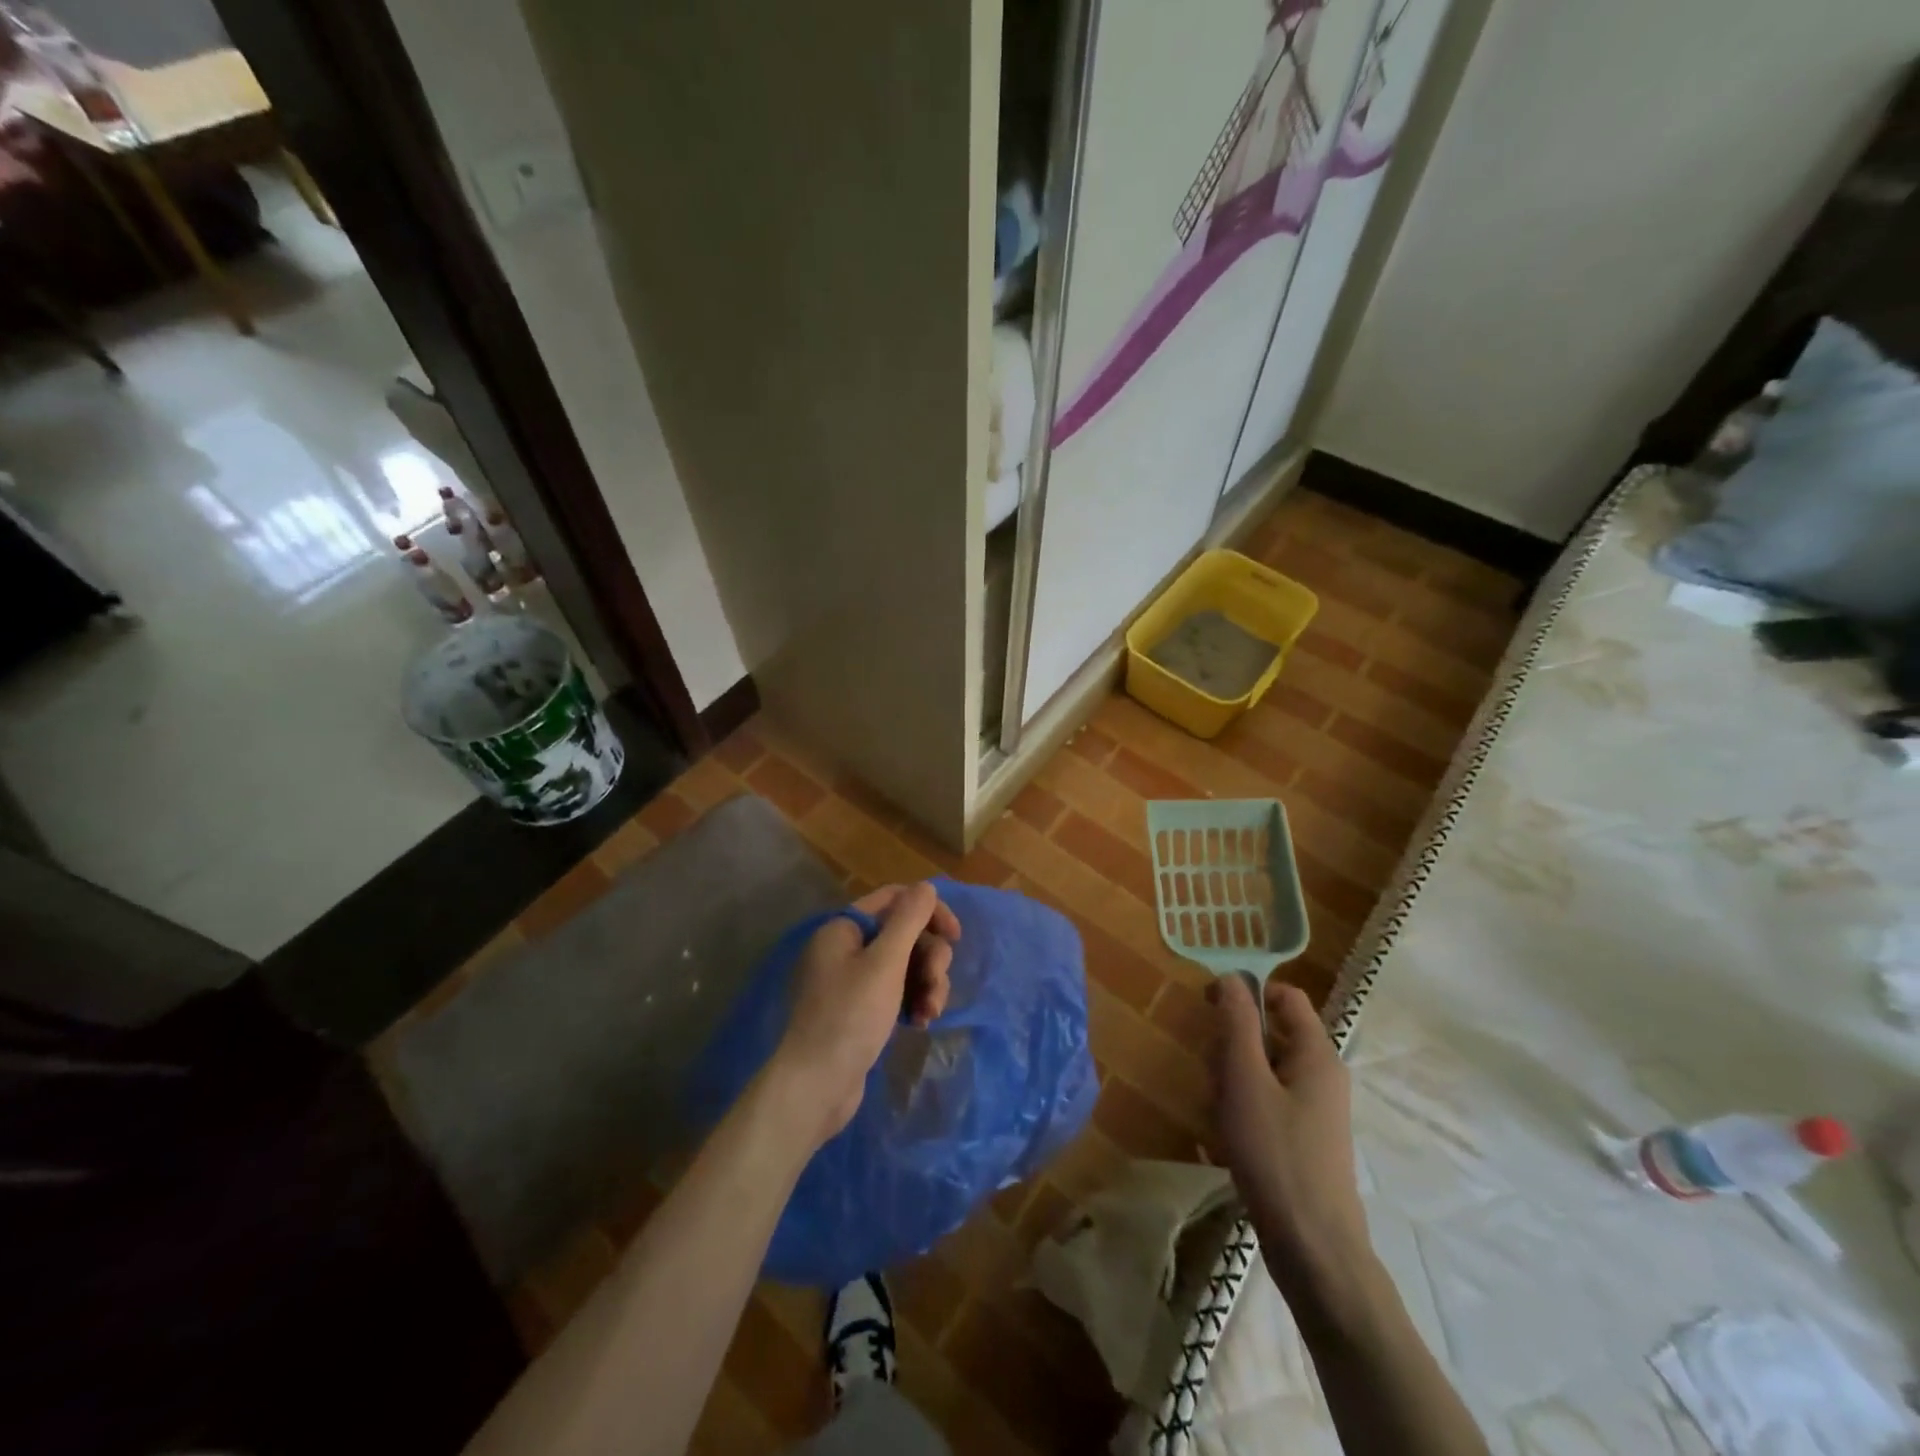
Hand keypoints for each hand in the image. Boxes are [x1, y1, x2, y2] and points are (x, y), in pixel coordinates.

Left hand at [771, 882, 958, 1147]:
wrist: (815, 1087)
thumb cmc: (850, 1016)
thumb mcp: (885, 963)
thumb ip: (909, 920)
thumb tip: (926, 886)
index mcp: (844, 928)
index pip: (895, 899)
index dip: (929, 911)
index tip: (955, 937)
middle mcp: (846, 948)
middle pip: (904, 934)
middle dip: (929, 958)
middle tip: (936, 985)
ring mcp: (852, 981)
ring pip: (905, 965)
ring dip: (926, 984)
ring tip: (930, 1013)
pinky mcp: (859, 1010)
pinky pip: (896, 992)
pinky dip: (912, 1002)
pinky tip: (920, 1023)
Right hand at [1211, 977, 1369, 1286]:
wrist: (1313, 1248)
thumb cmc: (1276, 1154)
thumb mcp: (1246, 1080)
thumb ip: (1237, 1024)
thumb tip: (1231, 976)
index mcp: (1317, 1054)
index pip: (1285, 996)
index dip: (1247, 992)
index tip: (1209, 1008)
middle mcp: (1321, 1075)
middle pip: (1269, 1033)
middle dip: (1232, 1046)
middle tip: (1214, 1076)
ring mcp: (1314, 1109)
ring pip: (1262, 1069)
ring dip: (1232, 1080)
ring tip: (1218, 1113)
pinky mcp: (1303, 1138)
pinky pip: (1266, 1101)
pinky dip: (1242, 1108)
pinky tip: (1225, 1136)